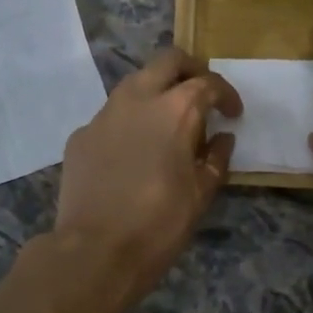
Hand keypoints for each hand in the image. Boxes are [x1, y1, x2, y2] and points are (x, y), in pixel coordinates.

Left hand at [54, 48, 241, 303]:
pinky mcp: (80, 135)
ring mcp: (103, 115)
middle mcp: (137, 99)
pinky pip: (111, 116)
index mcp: (175, 110)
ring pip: (134, 84)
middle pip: (168, 61)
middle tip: (201, 95)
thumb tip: (221, 139)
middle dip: (190, 71)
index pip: (208, 83)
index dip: (226, 95)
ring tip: (166, 123)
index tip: (232, 114)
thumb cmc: (159, 224)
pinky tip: (132, 153)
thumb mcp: (201, 195)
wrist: (95, 251)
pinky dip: (128, 123)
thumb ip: (216, 159)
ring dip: (156, 92)